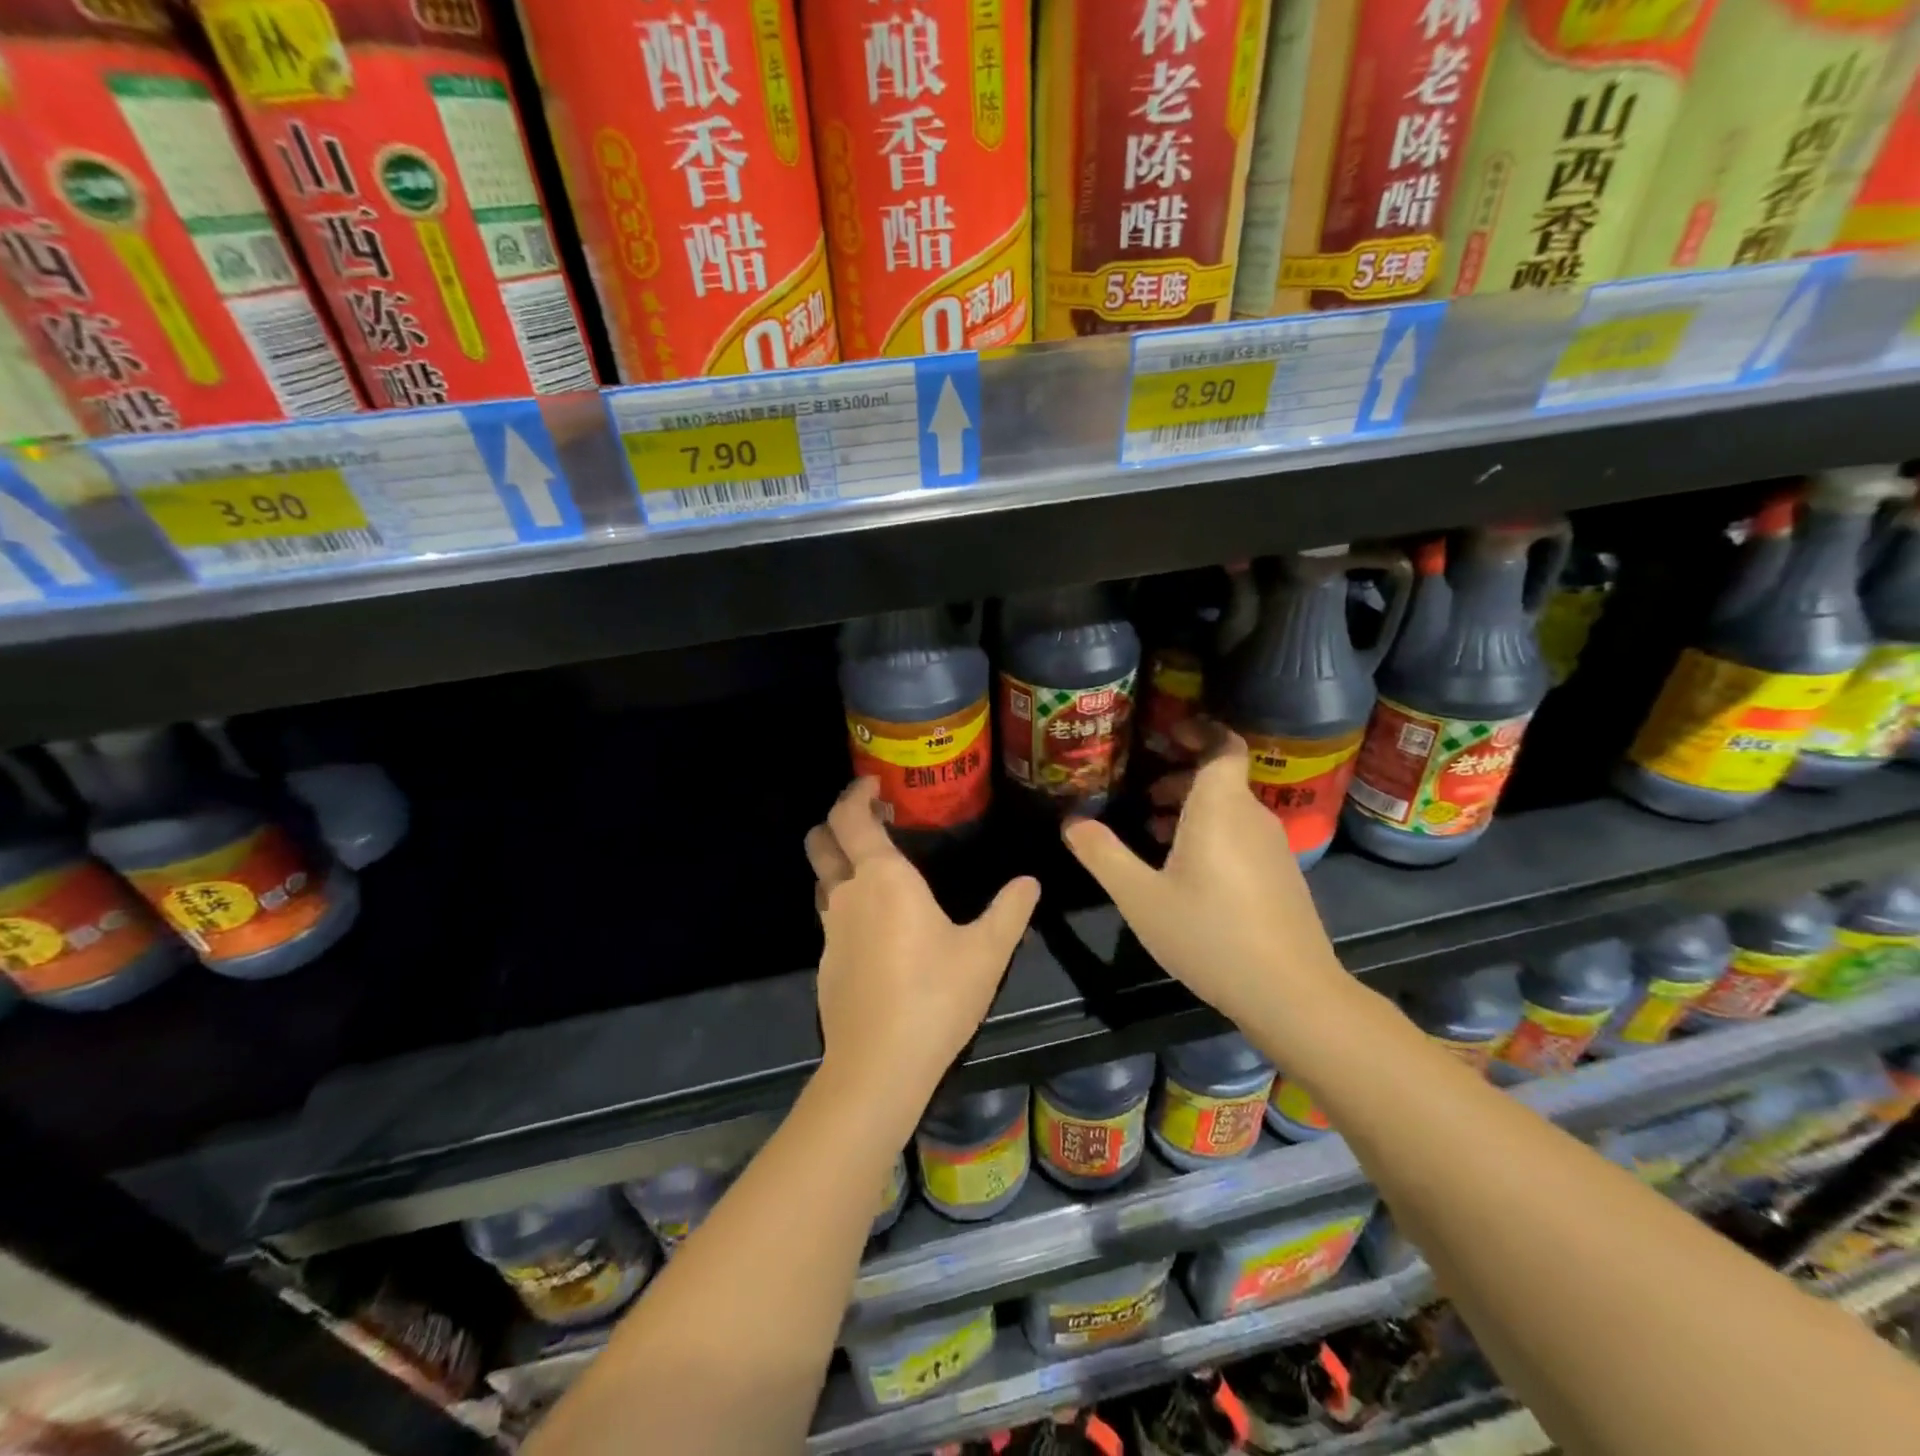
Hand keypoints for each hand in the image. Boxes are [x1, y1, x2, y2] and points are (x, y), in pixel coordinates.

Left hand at [805, 780, 1039, 1101]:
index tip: (874, 784)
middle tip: (870, 821)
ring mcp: (830, 930)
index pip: (850, 817)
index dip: (856, 794)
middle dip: (836, 822)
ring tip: (874, 868)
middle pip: (821, 842)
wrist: (878, 1066)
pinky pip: (830, 917)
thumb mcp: (987, 952)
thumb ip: (1010, 911)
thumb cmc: (936, 996)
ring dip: (838, 863)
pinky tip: (876, 927)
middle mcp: (847, 894)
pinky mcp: (826, 963)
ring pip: (822, 880)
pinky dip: (845, 903)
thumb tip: (1030, 882)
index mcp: (883, 878)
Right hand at [1062, 724, 1346, 1031]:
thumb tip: (1071, 821)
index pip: (1222, 745)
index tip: (1165, 733)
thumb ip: (1103, 854)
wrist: (1290, 992)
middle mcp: (1252, 816)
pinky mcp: (1282, 875)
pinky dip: (1212, 834)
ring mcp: (1273, 847)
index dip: (1198, 730)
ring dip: (1192, 809)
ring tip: (1153, 831)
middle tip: (1141, 795)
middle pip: (1220, 778)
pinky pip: (1242, 834)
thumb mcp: (1140, 897)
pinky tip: (1186, 872)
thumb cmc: (1209, 934)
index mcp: (1220, 807)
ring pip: (1230, 809)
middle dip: (1180, 778)